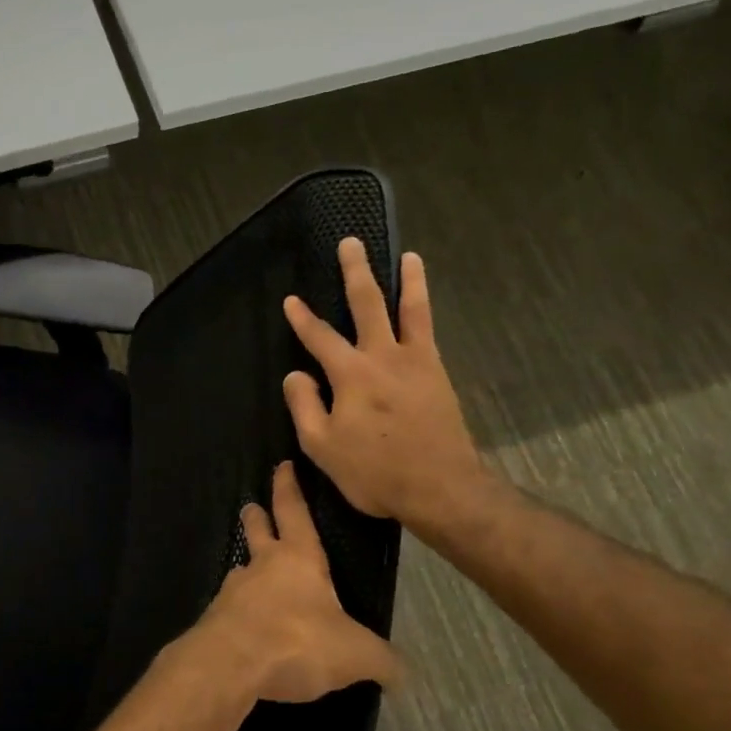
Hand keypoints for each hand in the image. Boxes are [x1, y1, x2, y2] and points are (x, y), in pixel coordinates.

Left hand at [179, 461, 400, 704]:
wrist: (229, 665)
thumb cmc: (297, 641)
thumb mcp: (356, 654)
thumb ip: (381, 659)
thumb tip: (402, 673)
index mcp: (297, 558)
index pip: (293, 511)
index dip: (288, 487)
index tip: (282, 466)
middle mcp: (261, 566)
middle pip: (256, 531)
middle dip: (256, 517)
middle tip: (251, 507)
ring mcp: (233, 592)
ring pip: (242, 570)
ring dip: (248, 569)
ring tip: (254, 577)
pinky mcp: (216, 620)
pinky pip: (232, 609)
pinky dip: (241, 612)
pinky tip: (250, 628)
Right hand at [283, 239, 497, 539]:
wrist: (440, 487)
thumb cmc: (374, 471)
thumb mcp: (322, 446)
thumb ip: (305, 405)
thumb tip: (297, 375)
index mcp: (351, 374)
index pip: (319, 338)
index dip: (302, 319)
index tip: (291, 300)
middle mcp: (385, 356)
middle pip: (368, 304)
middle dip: (356, 272)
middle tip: (351, 243)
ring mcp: (417, 363)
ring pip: (411, 310)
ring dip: (408, 280)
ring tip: (409, 257)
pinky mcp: (438, 375)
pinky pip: (429, 333)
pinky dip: (424, 313)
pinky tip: (421, 308)